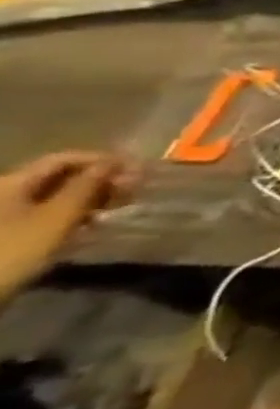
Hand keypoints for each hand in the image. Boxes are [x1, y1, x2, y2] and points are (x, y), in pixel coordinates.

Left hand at [0, 151, 135, 302]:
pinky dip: (72, 214)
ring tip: (119, 207)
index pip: (63, 159)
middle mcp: (4, 193)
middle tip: (132, 189)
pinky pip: (44, 214)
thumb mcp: (58, 216)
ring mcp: (4, 215)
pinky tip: (91, 224)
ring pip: (53, 196)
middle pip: (57, 177)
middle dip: (97, 180)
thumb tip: (114, 163)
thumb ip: (88, 185)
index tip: (136, 169)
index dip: (101, 160)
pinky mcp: (8, 234)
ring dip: (89, 198)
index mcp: (11, 183)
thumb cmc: (15, 249)